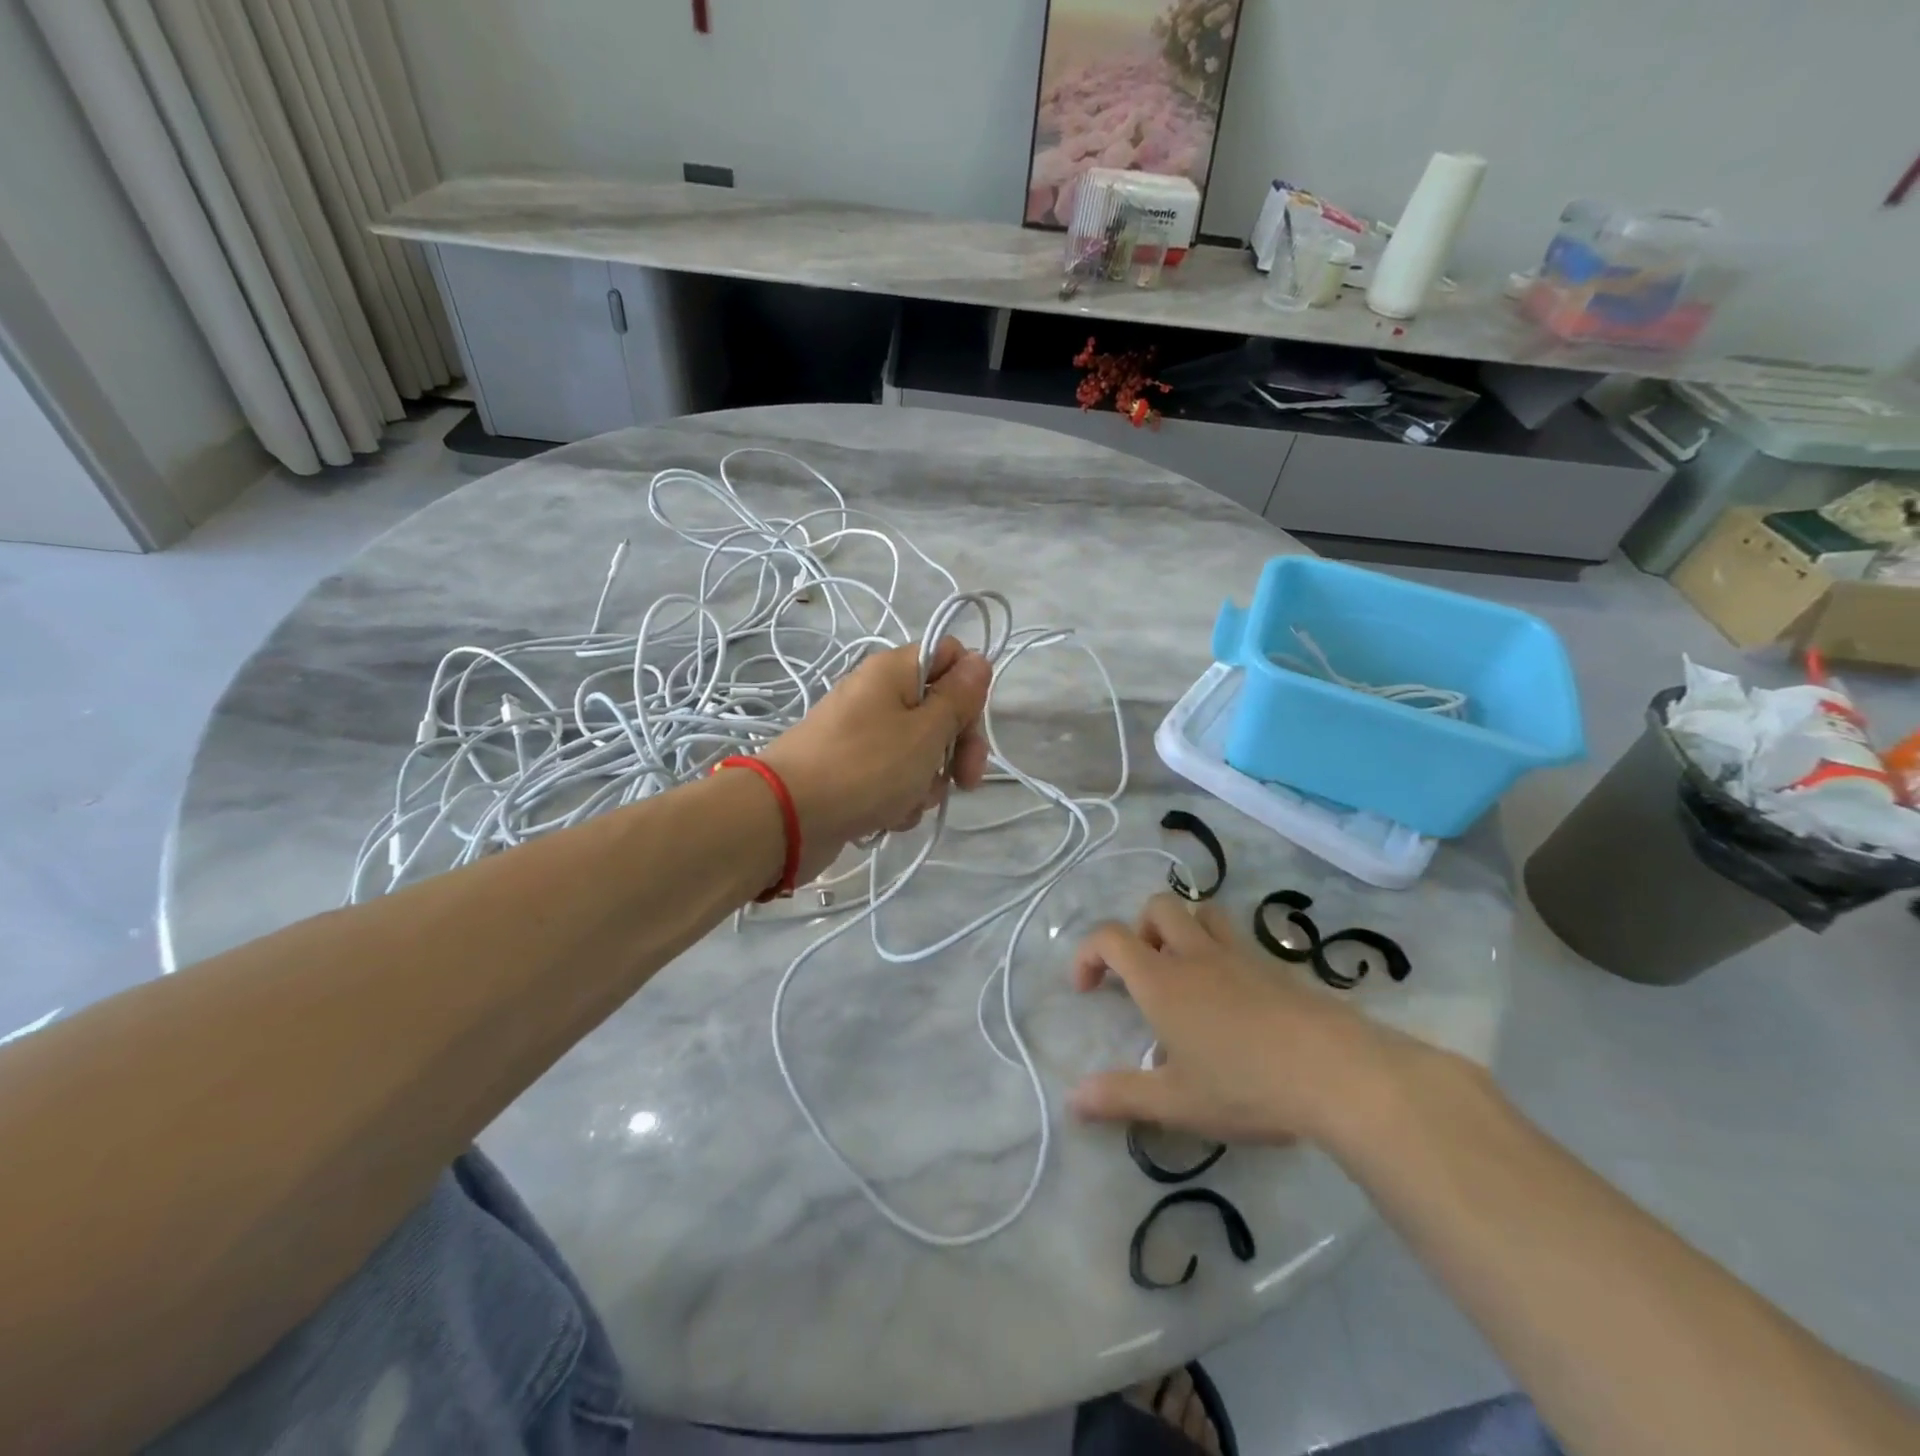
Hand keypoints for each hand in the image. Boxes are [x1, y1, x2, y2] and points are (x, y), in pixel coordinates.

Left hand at [761, 638, 990, 882]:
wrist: (786, 816)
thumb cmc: (866, 767)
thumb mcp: (926, 731)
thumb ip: (958, 697)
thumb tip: (979, 661)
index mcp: (893, 670)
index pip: (949, 656)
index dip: (969, 690)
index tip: (971, 726)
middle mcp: (876, 695)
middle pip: (937, 710)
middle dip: (955, 748)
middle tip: (964, 780)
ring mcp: (860, 734)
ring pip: (917, 751)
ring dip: (926, 780)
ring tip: (910, 802)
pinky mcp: (849, 771)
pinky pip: (891, 778)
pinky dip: (897, 798)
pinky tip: (888, 816)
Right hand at [1068, 893, 1419, 1146]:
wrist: (1338, 1072)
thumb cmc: (1246, 1086)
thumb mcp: (1176, 1102)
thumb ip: (1121, 1097)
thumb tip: (1072, 1099)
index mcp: (1162, 980)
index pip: (1110, 937)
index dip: (1088, 953)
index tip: (1087, 990)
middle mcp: (1195, 954)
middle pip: (1158, 906)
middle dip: (1139, 929)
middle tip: (1142, 973)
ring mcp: (1240, 955)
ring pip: (1202, 911)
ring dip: (1183, 928)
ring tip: (1185, 971)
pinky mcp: (1277, 967)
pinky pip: (1239, 939)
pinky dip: (1222, 951)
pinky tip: (1235, 998)